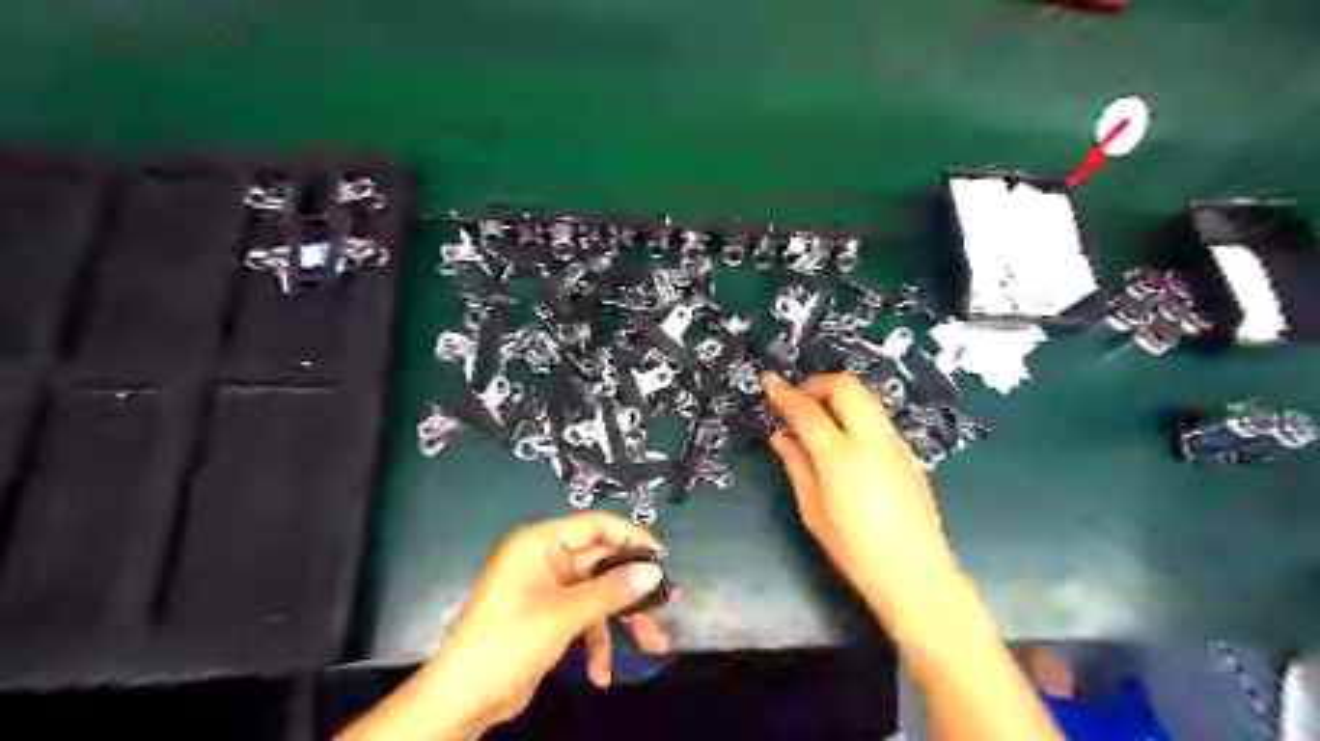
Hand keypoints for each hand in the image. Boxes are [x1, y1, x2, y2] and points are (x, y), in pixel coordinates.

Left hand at [339, 515, 671, 740]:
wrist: (462, 699)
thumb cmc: (510, 641)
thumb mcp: (566, 614)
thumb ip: (612, 590)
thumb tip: (654, 572)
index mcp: (541, 542)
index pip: (596, 525)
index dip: (631, 538)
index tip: (662, 557)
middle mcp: (545, 558)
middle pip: (600, 563)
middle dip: (631, 589)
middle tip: (666, 603)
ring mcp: (546, 588)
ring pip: (596, 594)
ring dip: (619, 622)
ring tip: (652, 645)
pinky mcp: (547, 615)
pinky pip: (582, 617)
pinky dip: (594, 641)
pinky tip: (601, 674)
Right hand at [764, 377, 959, 625]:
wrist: (916, 575)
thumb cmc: (854, 551)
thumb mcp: (813, 511)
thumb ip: (796, 466)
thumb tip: (781, 437)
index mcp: (840, 458)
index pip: (807, 410)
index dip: (784, 393)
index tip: (769, 381)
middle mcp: (871, 441)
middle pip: (846, 387)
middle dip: (818, 383)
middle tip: (799, 397)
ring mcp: (895, 445)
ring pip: (866, 398)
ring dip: (840, 395)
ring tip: (820, 415)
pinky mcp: (909, 455)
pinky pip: (878, 419)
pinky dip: (857, 414)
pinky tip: (847, 440)